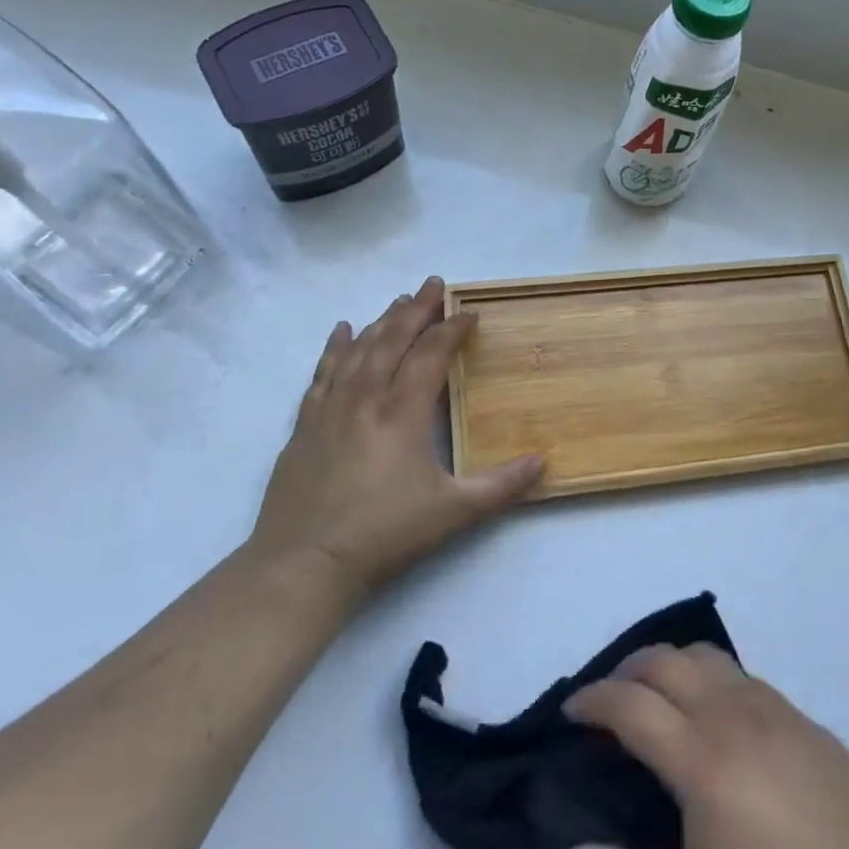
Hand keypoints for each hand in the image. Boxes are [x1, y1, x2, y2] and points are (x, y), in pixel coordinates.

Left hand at [245, 276, 542, 602]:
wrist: (304, 564)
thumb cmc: (383, 534)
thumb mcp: (453, 513)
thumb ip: (500, 486)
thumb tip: (543, 462)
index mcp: (402, 413)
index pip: (431, 355)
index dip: (452, 330)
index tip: (469, 313)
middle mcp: (366, 399)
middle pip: (393, 340)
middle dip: (416, 309)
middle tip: (432, 284)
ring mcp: (330, 409)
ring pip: (359, 350)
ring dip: (381, 321)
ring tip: (398, 301)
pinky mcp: (304, 426)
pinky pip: (322, 373)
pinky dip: (335, 348)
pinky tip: (343, 330)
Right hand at [563, 646, 848, 848]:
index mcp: (700, 757)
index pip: (629, 704)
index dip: (592, 700)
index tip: (571, 712)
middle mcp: (729, 712)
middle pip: (662, 660)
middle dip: (625, 669)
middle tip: (607, 701)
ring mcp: (767, 704)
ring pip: (701, 655)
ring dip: (667, 664)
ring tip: (654, 698)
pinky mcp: (795, 711)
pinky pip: (735, 671)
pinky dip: (704, 674)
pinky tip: (709, 715)